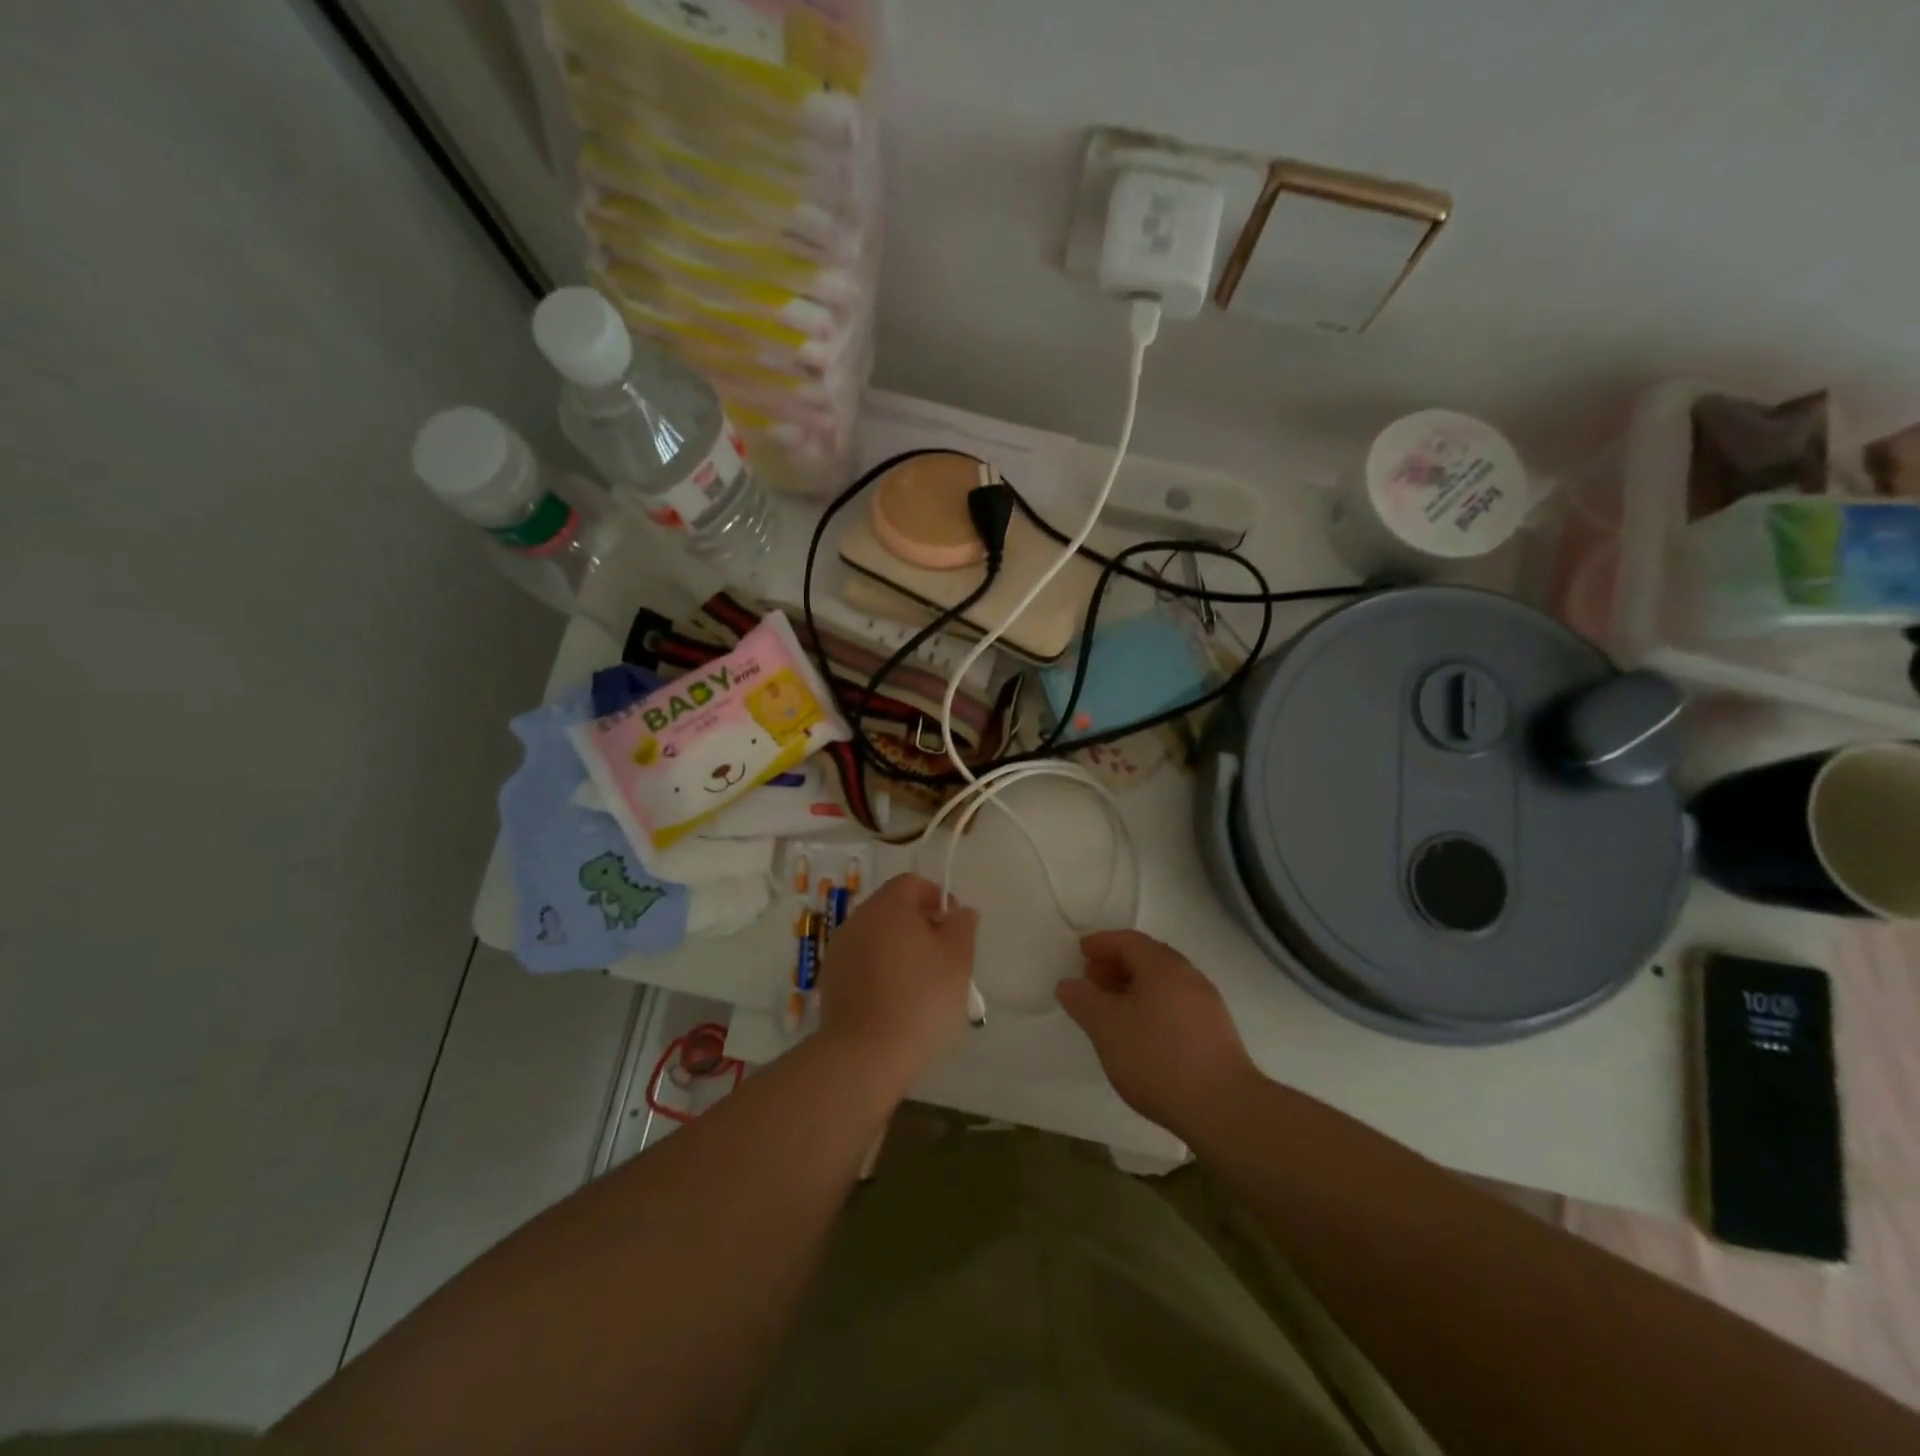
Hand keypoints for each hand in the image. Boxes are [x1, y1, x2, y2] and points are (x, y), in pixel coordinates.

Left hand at [818, 873, 977, 1090]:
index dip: (936, 897)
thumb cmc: (920, 999)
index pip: (911, 883)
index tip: (953, 925)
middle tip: (942, 956)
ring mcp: (838, 952)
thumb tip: (959, 911)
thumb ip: (962, 926)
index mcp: (887, 907)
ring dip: (897, 949)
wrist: (865, 1055)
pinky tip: (894, 1002)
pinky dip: (879, 972)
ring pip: (875, 937)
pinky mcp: (830, 982)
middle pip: (891, 909)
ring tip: (920, 984)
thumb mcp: (958, 960)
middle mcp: (857, 920)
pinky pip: (861, 964)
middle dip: (918, 925)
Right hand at [1056, 930, 1260, 1136]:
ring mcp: (1207, 1004)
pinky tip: (1140, 1033)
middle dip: (1116, 965)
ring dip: (1134, 987)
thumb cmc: (1157, 1058)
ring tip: (1112, 1010)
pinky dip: (1152, 1005)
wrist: (1223, 1108)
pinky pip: (1176, 1004)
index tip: (1080, 953)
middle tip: (1091, 981)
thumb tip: (1068, 983)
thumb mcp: (1106, 1028)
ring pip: (1163, 983)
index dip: (1101, 943)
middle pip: (1148, 958)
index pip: (1128, 941)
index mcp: (1163, 966)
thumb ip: (1083, 1000)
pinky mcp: (1216, 1032)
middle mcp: (1189, 976)